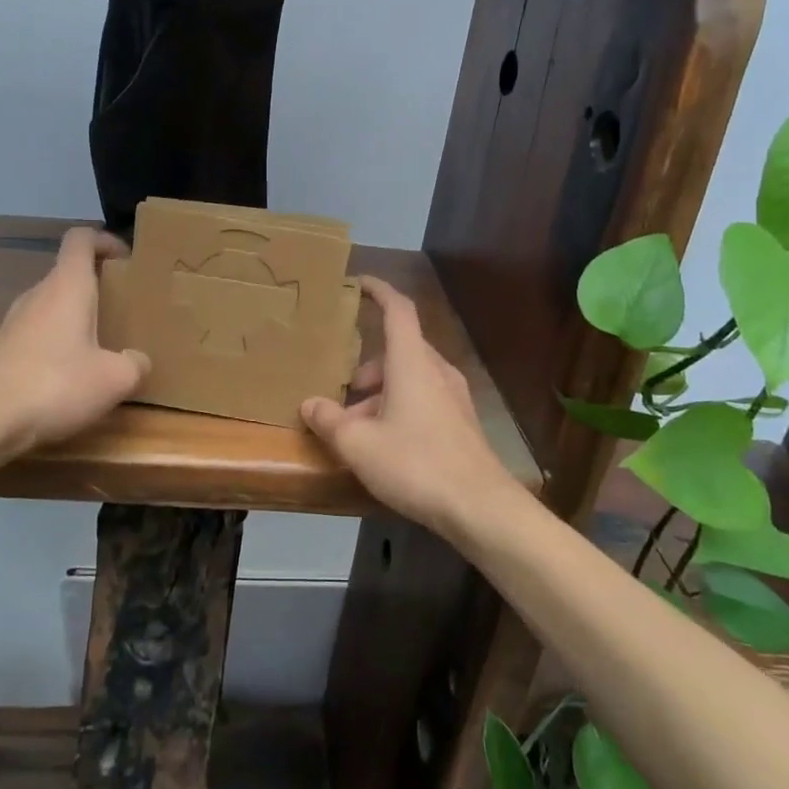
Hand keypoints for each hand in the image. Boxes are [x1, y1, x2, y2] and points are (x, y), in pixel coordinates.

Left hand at [0, 227, 149, 458]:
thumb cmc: (56, 385)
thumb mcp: (114, 379)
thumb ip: (135, 363)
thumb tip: (137, 360)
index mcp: (67, 285)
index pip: (81, 239)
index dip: (105, 240)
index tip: (126, 259)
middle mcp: (38, 294)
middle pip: (69, 272)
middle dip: (99, 284)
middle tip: (125, 306)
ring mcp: (15, 321)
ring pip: (54, 304)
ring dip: (79, 315)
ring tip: (104, 342)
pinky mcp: (3, 349)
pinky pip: (40, 331)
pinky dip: (60, 340)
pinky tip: (73, 373)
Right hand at [301, 277, 523, 542]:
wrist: (479, 506)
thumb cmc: (415, 463)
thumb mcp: (359, 444)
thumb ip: (329, 420)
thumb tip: (309, 404)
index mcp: (412, 362)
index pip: (397, 310)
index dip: (379, 291)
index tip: (359, 283)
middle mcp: (436, 370)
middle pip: (399, 350)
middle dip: (368, 365)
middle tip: (343, 390)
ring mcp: (453, 396)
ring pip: (411, 378)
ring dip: (382, 392)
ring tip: (358, 428)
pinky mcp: (461, 422)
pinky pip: (424, 399)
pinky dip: (400, 408)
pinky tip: (385, 445)